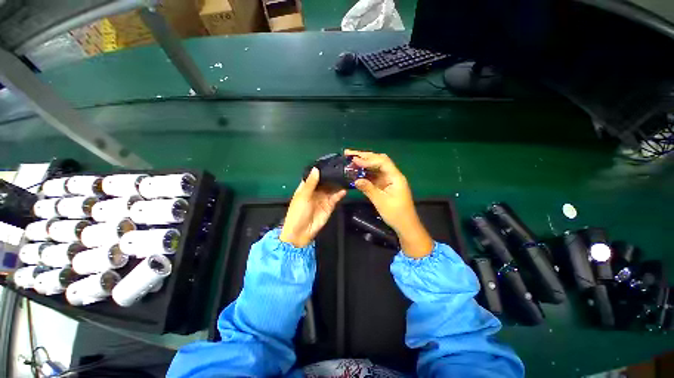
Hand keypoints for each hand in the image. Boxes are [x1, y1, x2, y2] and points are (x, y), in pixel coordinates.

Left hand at [280, 168, 346, 247]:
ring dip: (337, 183)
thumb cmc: (298, 212)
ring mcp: (323, 198)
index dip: (320, 170)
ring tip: (345, 176)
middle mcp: (316, 191)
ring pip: (331, 188)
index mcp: (306, 187)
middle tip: (341, 168)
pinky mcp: (329, 205)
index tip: (329, 162)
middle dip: (331, 176)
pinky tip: (344, 189)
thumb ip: (311, 183)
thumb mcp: (303, 196)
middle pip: (325, 181)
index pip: (314, 176)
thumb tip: (316, 168)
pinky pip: (336, 197)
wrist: (301, 232)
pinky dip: (340, 193)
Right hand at [344, 149, 432, 257]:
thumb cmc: (396, 214)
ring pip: (375, 167)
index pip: (382, 162)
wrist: (405, 225)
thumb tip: (356, 180)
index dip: (368, 159)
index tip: (355, 160)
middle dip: (364, 156)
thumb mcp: (381, 202)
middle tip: (349, 153)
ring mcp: (388, 179)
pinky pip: (374, 175)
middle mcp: (392, 175)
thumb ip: (368, 189)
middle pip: (379, 160)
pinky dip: (365, 172)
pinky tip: (357, 171)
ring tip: (350, 159)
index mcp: (395, 177)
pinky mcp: (384, 185)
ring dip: (364, 163)